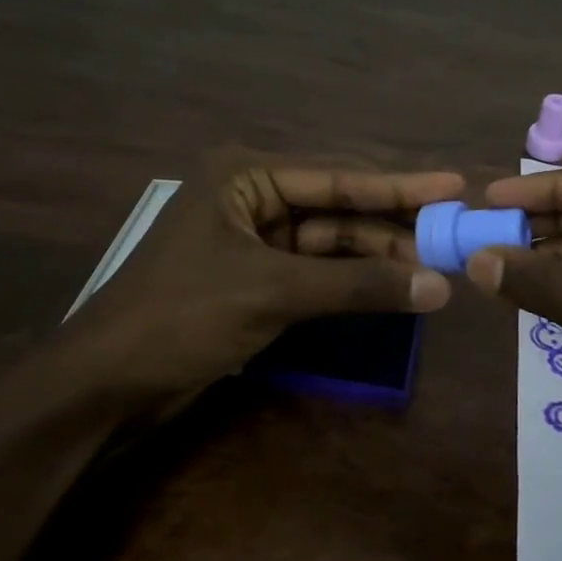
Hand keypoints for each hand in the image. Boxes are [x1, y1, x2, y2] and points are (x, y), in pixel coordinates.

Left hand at [8, 153, 462, 430]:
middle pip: (337, 206)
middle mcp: (251, 199)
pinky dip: (351, 281)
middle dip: (391, 223)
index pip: (337, 175)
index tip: (454, 185)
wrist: (106, 385)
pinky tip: (391, 287)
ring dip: (375, 255)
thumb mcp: (274, 292)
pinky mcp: (255, 280)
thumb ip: (358, 285)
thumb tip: (440, 285)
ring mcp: (253, 241)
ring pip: (329, 241)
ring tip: (433, 268)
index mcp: (245, 177)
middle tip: (452, 234)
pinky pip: (316, 271)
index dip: (399, 184)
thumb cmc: (182, 317)